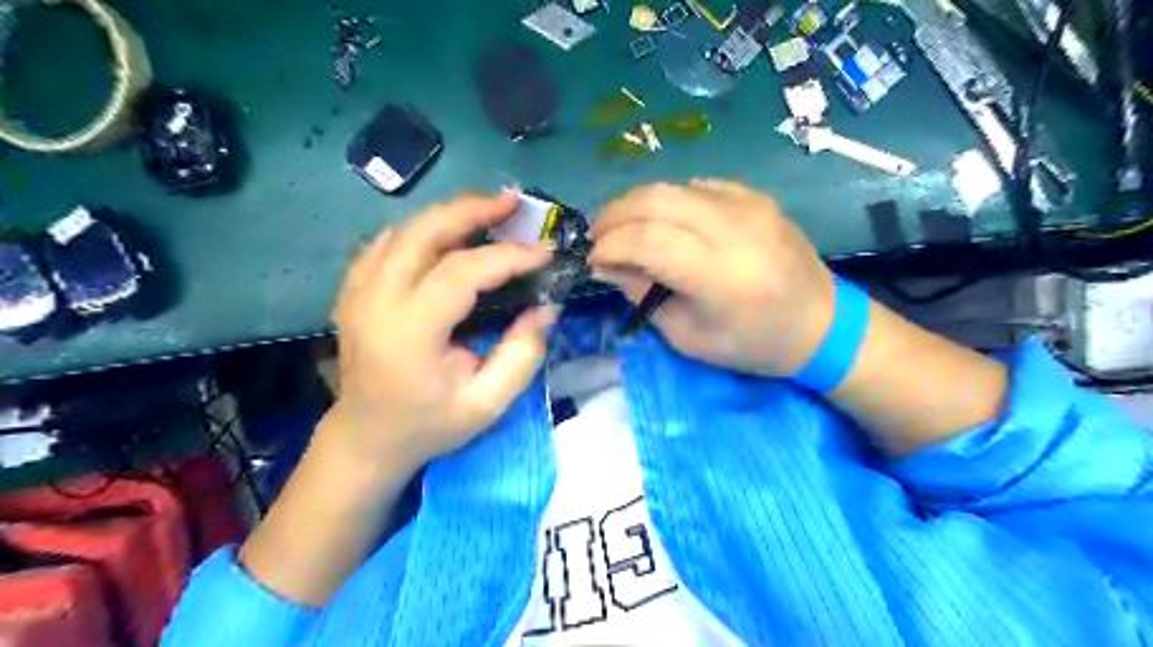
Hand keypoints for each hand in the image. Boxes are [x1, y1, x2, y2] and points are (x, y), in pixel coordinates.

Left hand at [323, 196, 558, 473]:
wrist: (366, 438)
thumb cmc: (429, 425)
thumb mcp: (487, 404)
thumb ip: (522, 354)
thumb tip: (547, 307)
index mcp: (409, 332)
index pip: (461, 272)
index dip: (508, 256)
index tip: (545, 252)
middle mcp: (376, 300)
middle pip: (423, 232)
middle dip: (472, 209)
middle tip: (514, 203)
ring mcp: (357, 291)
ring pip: (404, 230)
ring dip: (449, 214)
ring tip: (490, 210)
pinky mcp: (353, 290)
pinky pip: (387, 242)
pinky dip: (421, 229)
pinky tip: (447, 232)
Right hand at [589, 180, 834, 374]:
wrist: (821, 323)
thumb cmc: (752, 343)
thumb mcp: (688, 337)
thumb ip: (643, 296)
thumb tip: (607, 265)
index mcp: (721, 276)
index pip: (649, 241)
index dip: (611, 245)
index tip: (592, 259)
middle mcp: (735, 230)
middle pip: (657, 200)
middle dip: (615, 214)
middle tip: (597, 236)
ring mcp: (749, 206)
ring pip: (674, 186)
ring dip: (637, 203)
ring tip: (622, 227)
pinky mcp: (756, 197)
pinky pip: (698, 186)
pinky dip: (669, 200)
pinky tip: (663, 221)